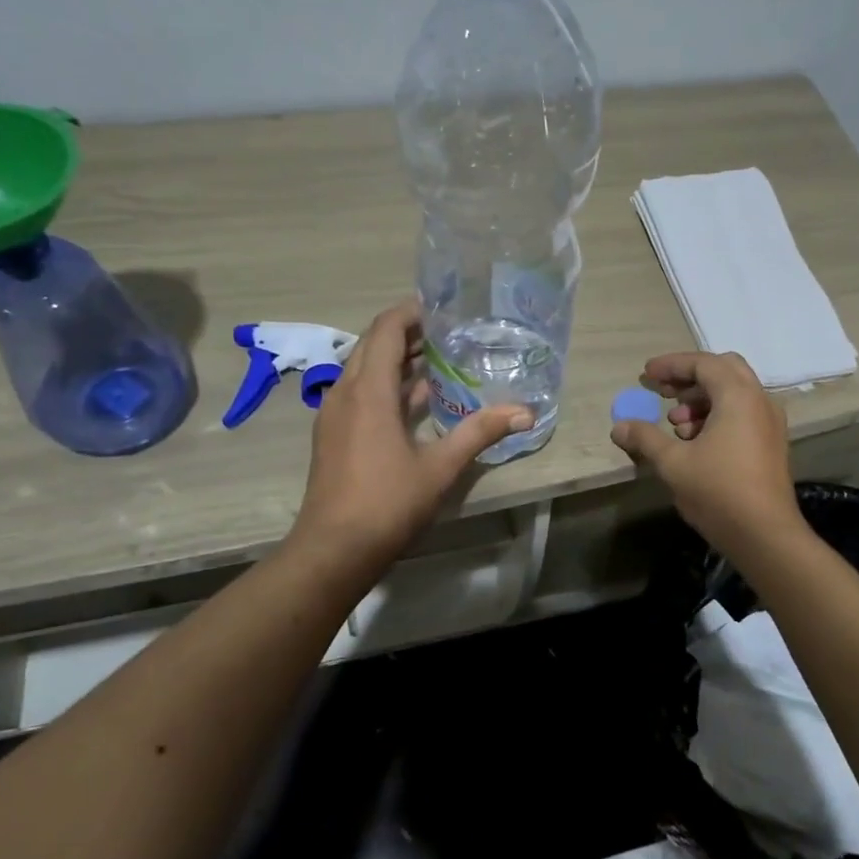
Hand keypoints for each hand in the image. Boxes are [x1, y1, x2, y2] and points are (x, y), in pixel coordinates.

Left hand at [289, 300, 531, 566]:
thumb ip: (480, 433)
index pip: (386, 329)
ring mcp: (334, 414)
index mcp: (369, 391)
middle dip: (406, 332)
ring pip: (363, 368)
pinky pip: (359, 392)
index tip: (442, 308)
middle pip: (372, 344)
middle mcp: (345, 392)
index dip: (411, 312)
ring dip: (395, 358)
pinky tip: (414, 400)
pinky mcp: (333, 434)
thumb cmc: (387, 502)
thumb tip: (525, 413)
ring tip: (437, 358)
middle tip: (447, 332)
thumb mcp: (440, 467)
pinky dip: (385, 384)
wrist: (333, 549)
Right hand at [610, 351, 803, 553]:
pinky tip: (695, 441)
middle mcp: (760, 401)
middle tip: (663, 391)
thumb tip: (619, 427)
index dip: (672, 365)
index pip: (703, 364)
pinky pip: (743, 413)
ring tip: (676, 422)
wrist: (766, 536)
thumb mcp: (673, 463)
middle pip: (724, 370)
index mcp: (738, 397)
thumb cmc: (718, 492)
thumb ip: (645, 438)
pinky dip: (717, 415)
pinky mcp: (771, 443)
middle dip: (690, 376)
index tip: (646, 375)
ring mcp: (770, 423)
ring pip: (734, 393)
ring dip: (702, 399)